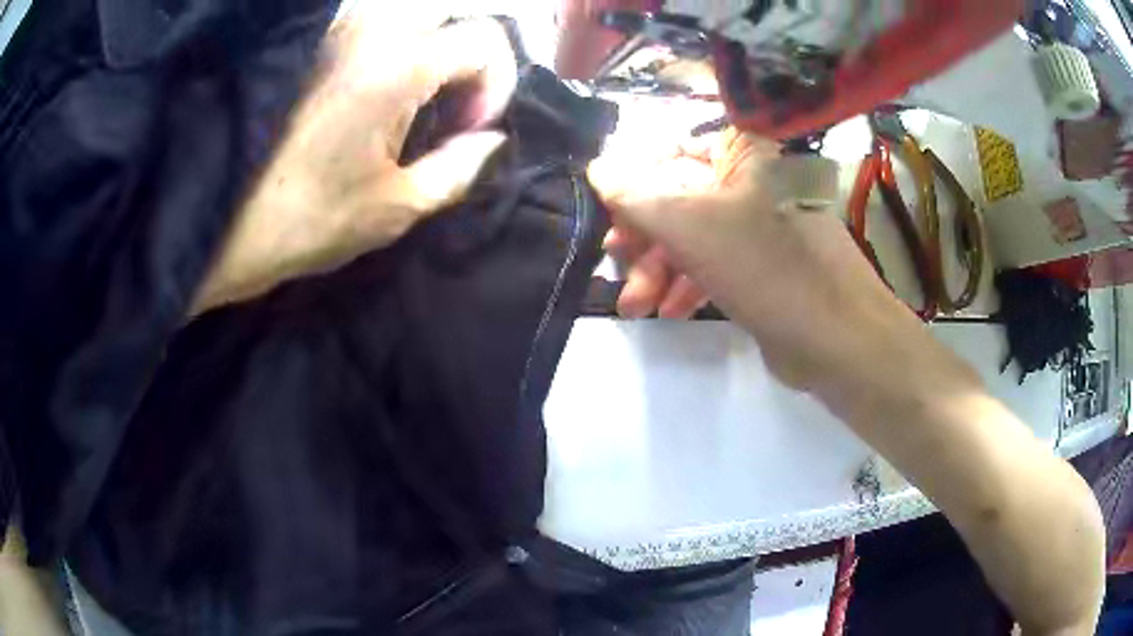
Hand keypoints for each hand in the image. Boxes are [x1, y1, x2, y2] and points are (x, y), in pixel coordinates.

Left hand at [193, 9, 517, 313]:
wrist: (217, 221)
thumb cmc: (302, 220)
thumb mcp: (393, 209)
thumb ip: (459, 170)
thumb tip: (493, 143)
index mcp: (396, 66)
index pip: (484, 39)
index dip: (496, 84)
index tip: (470, 129)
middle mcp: (368, 28)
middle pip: (451, 7)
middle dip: (469, 49)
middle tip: (451, 97)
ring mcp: (333, 27)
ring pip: (409, 7)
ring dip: (430, 40)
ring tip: (417, 90)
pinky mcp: (308, 39)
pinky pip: (369, 17)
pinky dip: (392, 39)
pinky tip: (378, 80)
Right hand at [589, 128, 932, 391]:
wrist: (839, 339)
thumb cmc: (767, 268)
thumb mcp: (691, 226)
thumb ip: (636, 195)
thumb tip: (596, 166)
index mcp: (741, 155)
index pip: (670, 149)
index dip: (633, 177)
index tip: (605, 211)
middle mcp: (750, 183)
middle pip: (678, 197)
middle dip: (642, 236)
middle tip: (613, 264)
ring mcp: (758, 226)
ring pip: (694, 236)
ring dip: (658, 269)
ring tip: (635, 305)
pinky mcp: (763, 267)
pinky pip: (715, 264)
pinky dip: (688, 284)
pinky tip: (669, 310)